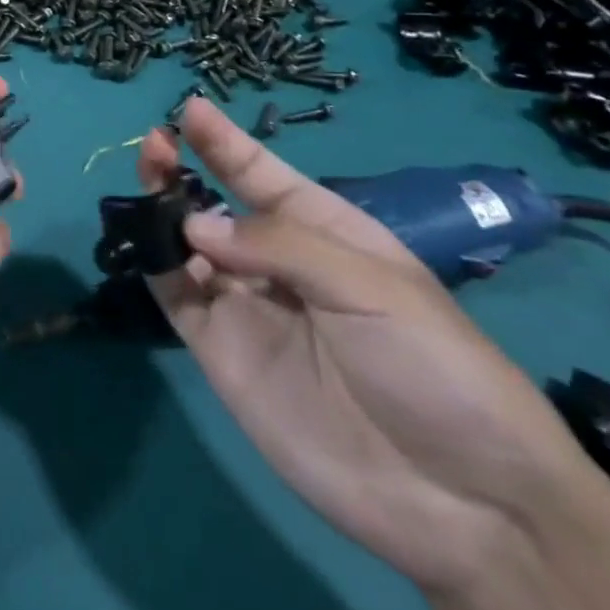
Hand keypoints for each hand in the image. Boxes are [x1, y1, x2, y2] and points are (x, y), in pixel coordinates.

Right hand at [142, 99, 609, 594]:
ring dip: (161, 213)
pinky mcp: (220, 352)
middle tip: (155, 146)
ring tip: (148, 186)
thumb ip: (278, 244)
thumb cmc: (433, 366)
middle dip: (182, 171)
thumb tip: (194, 222)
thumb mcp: (371, 285)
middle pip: (216, 206)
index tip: (189, 108)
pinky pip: (177, 298)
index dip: (226, 142)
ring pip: (186, 247)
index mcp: (325, 232)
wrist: (461, 500)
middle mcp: (277, 263)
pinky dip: (156, 266)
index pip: (263, 175)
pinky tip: (147, 244)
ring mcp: (245, 308)